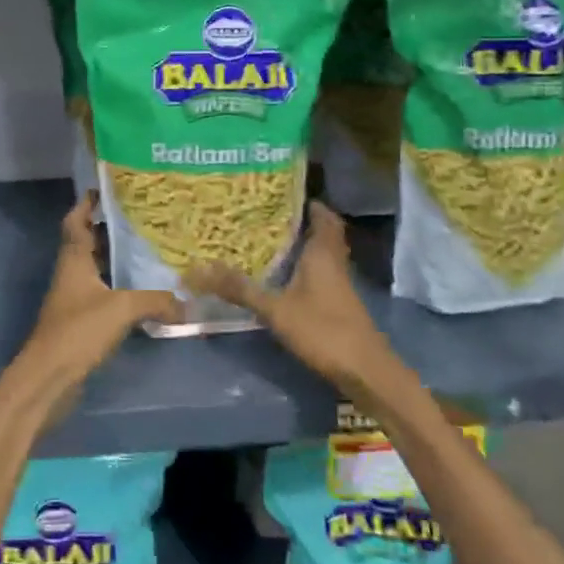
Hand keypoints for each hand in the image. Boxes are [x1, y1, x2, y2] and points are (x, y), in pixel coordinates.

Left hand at [11, 195, 181, 402]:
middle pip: (87, 242)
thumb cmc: (78, 331)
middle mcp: (70, 273)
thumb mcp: (122, 309)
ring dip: (116, 260)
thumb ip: (156, 301)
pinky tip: (142, 293)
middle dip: (110, 230)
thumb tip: (187, 304)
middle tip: (142, 219)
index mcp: (73, 259)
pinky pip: (101, 295)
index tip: (107, 189)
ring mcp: (73, 299)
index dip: (87, 203)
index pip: (76, 221)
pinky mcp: (79, 322)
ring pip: (96, 269)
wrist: (48, 378)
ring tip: (148, 251)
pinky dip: (119, 289)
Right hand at [185, 201, 393, 385]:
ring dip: (301, 246)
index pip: (322, 215)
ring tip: (267, 240)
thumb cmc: (323, 330)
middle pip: (323, 232)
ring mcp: (339, 284)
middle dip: (300, 222)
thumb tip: (199, 269)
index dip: (306, 202)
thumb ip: (240, 289)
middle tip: (268, 216)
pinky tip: (281, 277)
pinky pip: (320, 274)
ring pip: (321, 254)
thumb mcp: (275, 309)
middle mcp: (334, 262)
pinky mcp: (338, 304)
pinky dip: (303, 269)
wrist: (364, 371)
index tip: (280, 192)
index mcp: (323, 252)